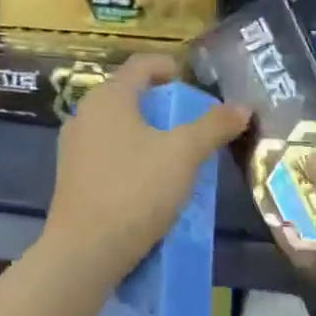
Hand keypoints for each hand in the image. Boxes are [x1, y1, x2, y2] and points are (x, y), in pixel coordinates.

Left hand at [43, 54, 250, 280]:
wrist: (86, 250)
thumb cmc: (136, 189)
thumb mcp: (184, 154)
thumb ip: (214, 126)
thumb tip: (242, 107)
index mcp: (108, 98)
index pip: (142, 65)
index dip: (170, 67)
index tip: (192, 81)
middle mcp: (84, 115)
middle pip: (129, 97)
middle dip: (163, 106)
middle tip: (193, 121)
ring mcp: (74, 149)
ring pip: (118, 129)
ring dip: (148, 135)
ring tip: (177, 154)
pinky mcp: (73, 179)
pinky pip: (109, 156)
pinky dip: (133, 158)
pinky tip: (151, 183)